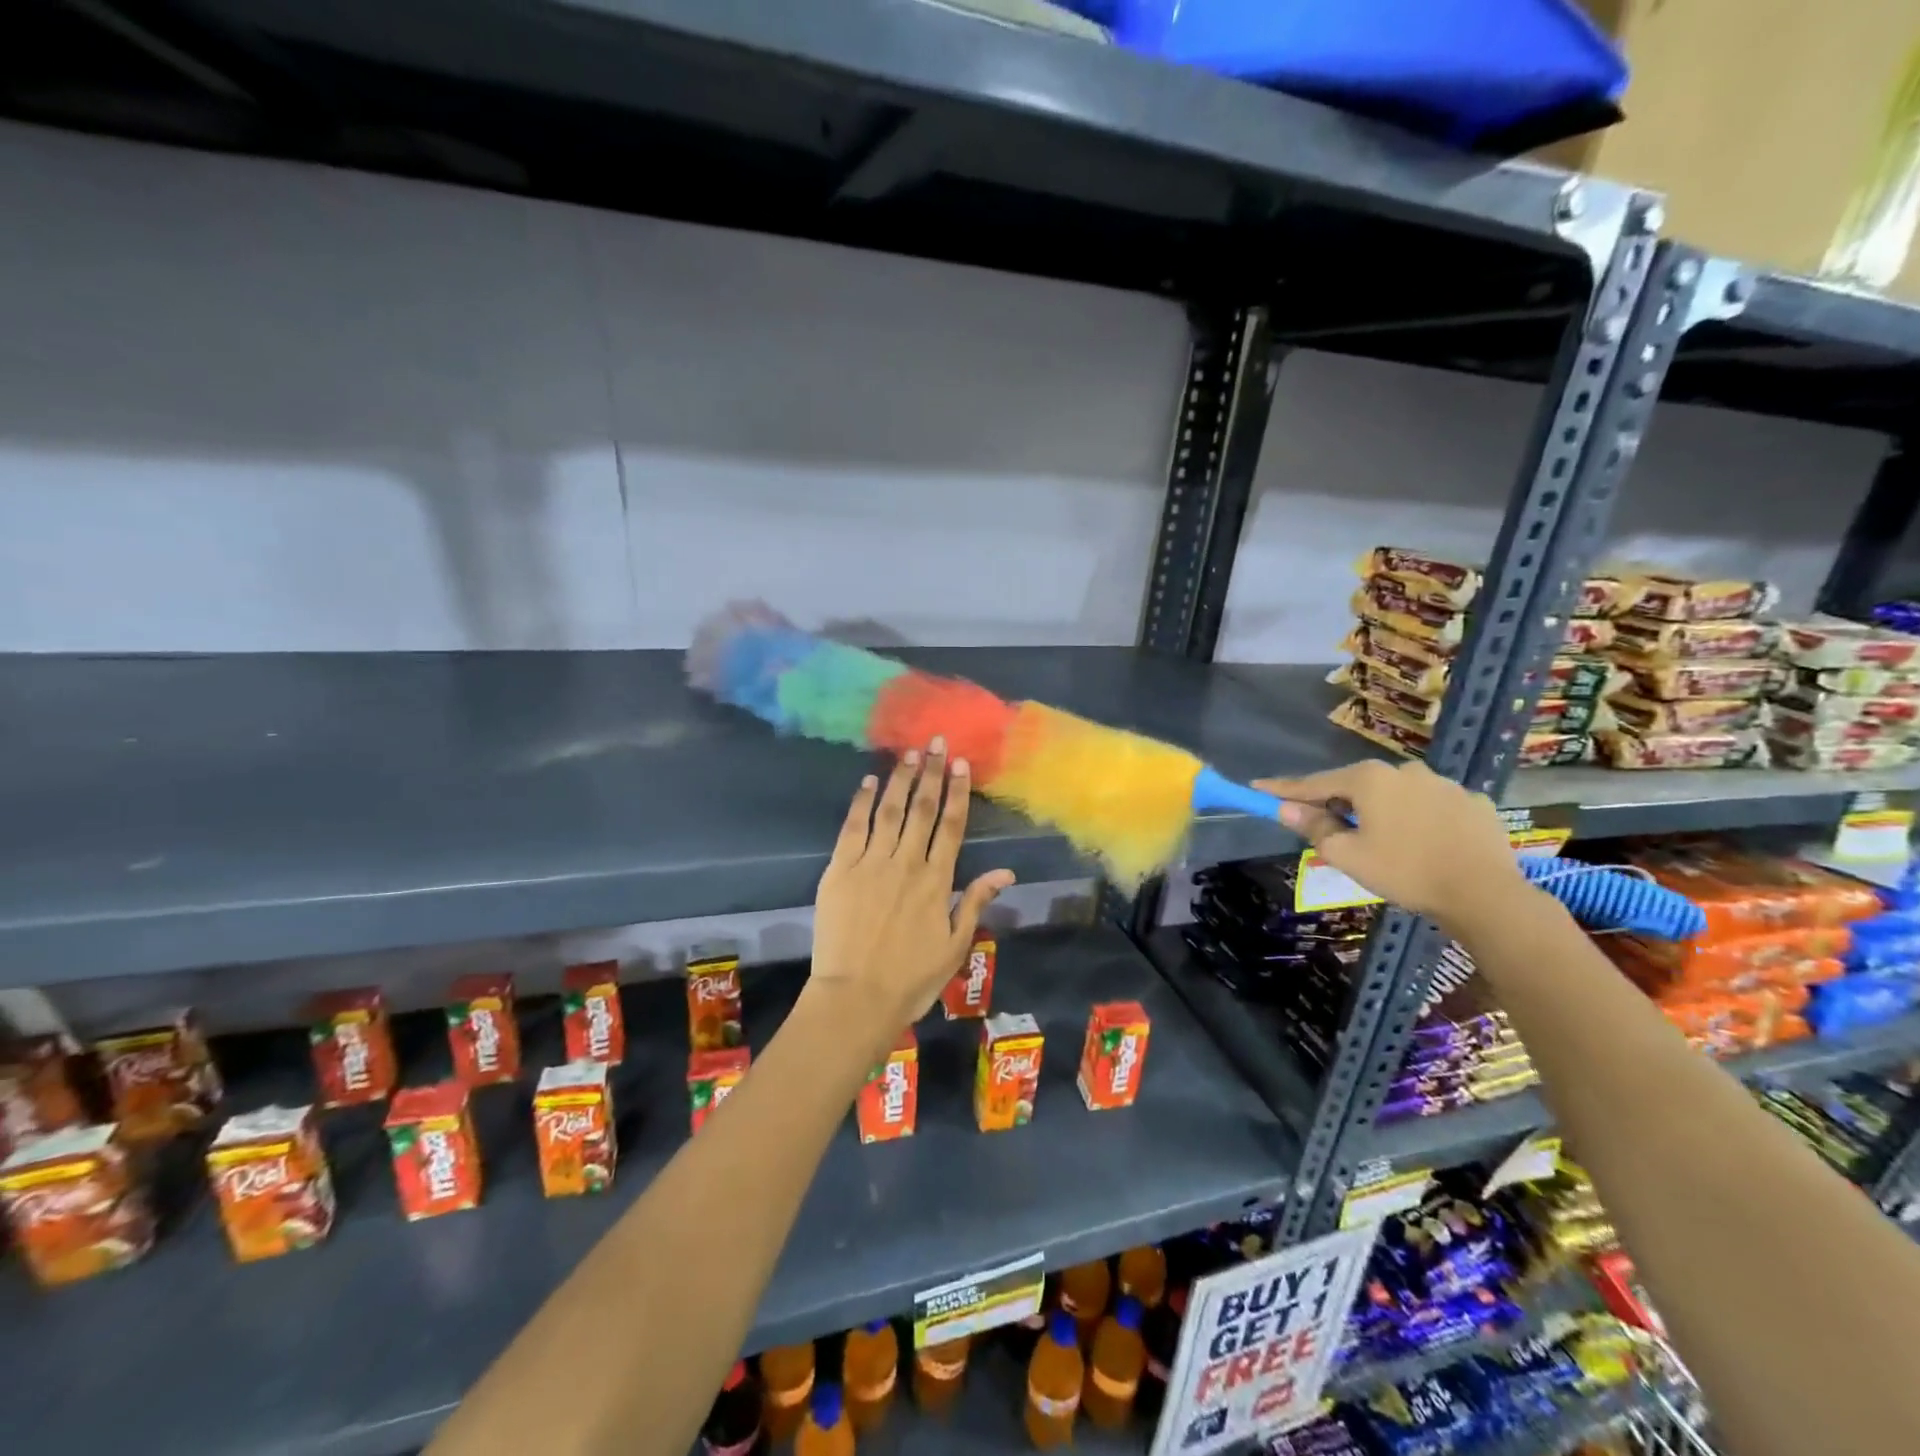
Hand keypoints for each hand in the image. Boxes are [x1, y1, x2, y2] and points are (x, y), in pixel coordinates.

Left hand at [808, 738, 1015, 1048]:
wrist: (856, 998)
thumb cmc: (911, 978)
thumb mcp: (955, 946)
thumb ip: (976, 902)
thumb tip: (1006, 872)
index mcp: (937, 881)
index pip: (952, 826)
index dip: (958, 792)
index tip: (961, 764)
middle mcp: (907, 863)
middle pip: (923, 809)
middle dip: (931, 773)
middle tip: (935, 742)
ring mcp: (871, 863)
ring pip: (889, 811)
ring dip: (900, 779)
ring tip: (909, 754)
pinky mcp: (840, 870)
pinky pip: (853, 828)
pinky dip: (861, 803)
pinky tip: (868, 782)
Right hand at [1252, 759, 1525, 922]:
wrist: (1486, 894)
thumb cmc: (1405, 871)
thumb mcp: (1347, 855)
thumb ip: (1314, 826)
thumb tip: (1286, 809)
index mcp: (1369, 779)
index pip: (1314, 783)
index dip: (1283, 789)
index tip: (1257, 788)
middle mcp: (1404, 770)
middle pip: (1356, 786)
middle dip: (1337, 803)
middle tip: (1326, 828)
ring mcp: (1443, 783)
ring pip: (1396, 795)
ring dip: (1380, 811)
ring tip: (1381, 842)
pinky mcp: (1473, 802)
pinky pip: (1431, 807)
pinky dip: (1418, 819)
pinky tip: (1422, 843)